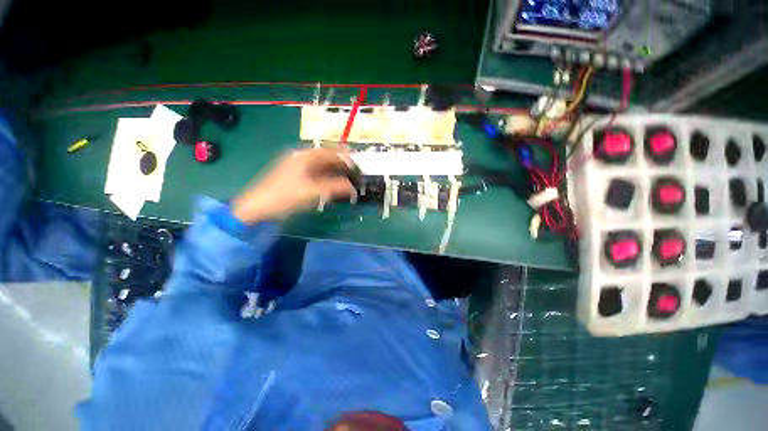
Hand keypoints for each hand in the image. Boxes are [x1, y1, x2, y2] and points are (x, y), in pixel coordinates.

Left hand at [231, 148, 356, 223]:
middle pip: (327, 159)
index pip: (331, 152)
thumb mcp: (313, 191)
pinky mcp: (295, 177)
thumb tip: (353, 188)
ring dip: (335, 173)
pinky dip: (327, 179)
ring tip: (348, 182)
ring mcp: (297, 167)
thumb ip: (336, 187)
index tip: (359, 165)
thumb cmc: (285, 196)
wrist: (257, 208)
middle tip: (355, 176)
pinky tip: (333, 187)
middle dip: (342, 166)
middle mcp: (301, 158)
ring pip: (322, 167)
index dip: (346, 157)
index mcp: (304, 156)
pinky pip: (316, 175)